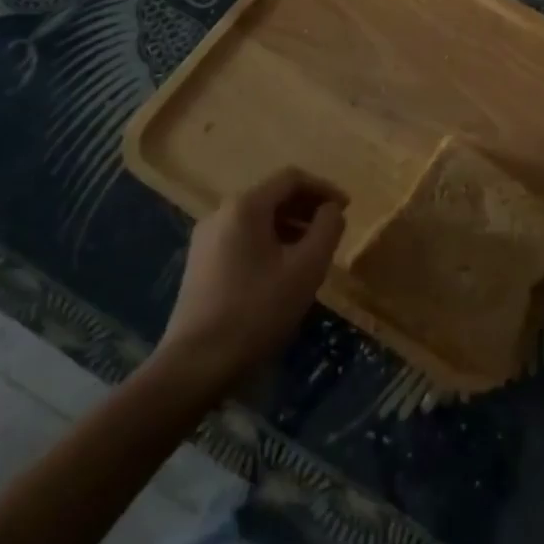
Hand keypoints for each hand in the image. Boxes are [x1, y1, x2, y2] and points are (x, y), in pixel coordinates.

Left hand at [155, 167, 345, 389]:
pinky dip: (270, 243)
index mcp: (245, 207)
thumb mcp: (307, 268)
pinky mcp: (200, 265)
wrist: (196, 364)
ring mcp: (206, 240)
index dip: (324, 188)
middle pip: (272, 196)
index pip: (291, 179)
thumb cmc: (258, 311)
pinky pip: (243, 239)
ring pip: (257, 219)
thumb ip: (327, 229)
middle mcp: (221, 214)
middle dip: (307, 208)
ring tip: (313, 252)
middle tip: (333, 230)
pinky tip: (283, 271)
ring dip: (290, 227)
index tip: (347, 209)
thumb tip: (332, 210)